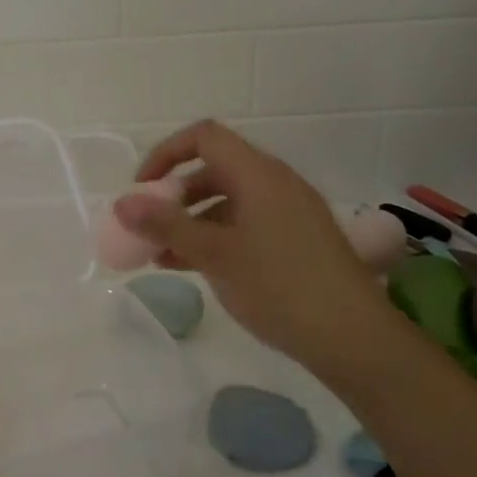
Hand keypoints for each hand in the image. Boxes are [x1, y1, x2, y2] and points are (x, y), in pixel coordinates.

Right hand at [115, 119, 389, 370]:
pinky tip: (188, 267)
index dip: (166, 154)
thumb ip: (166, 225)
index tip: (141, 189)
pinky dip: (213, 238)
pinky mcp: (295, 241)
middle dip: (173, 194)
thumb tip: (122, 202)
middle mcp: (275, 184)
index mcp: (258, 174)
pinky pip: (244, 225)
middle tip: (147, 225)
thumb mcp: (214, 254)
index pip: (204, 137)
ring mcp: (288, 213)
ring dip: (189, 221)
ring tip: (159, 254)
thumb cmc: (280, 287)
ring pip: (226, 202)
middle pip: (213, 169)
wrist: (355, 339)